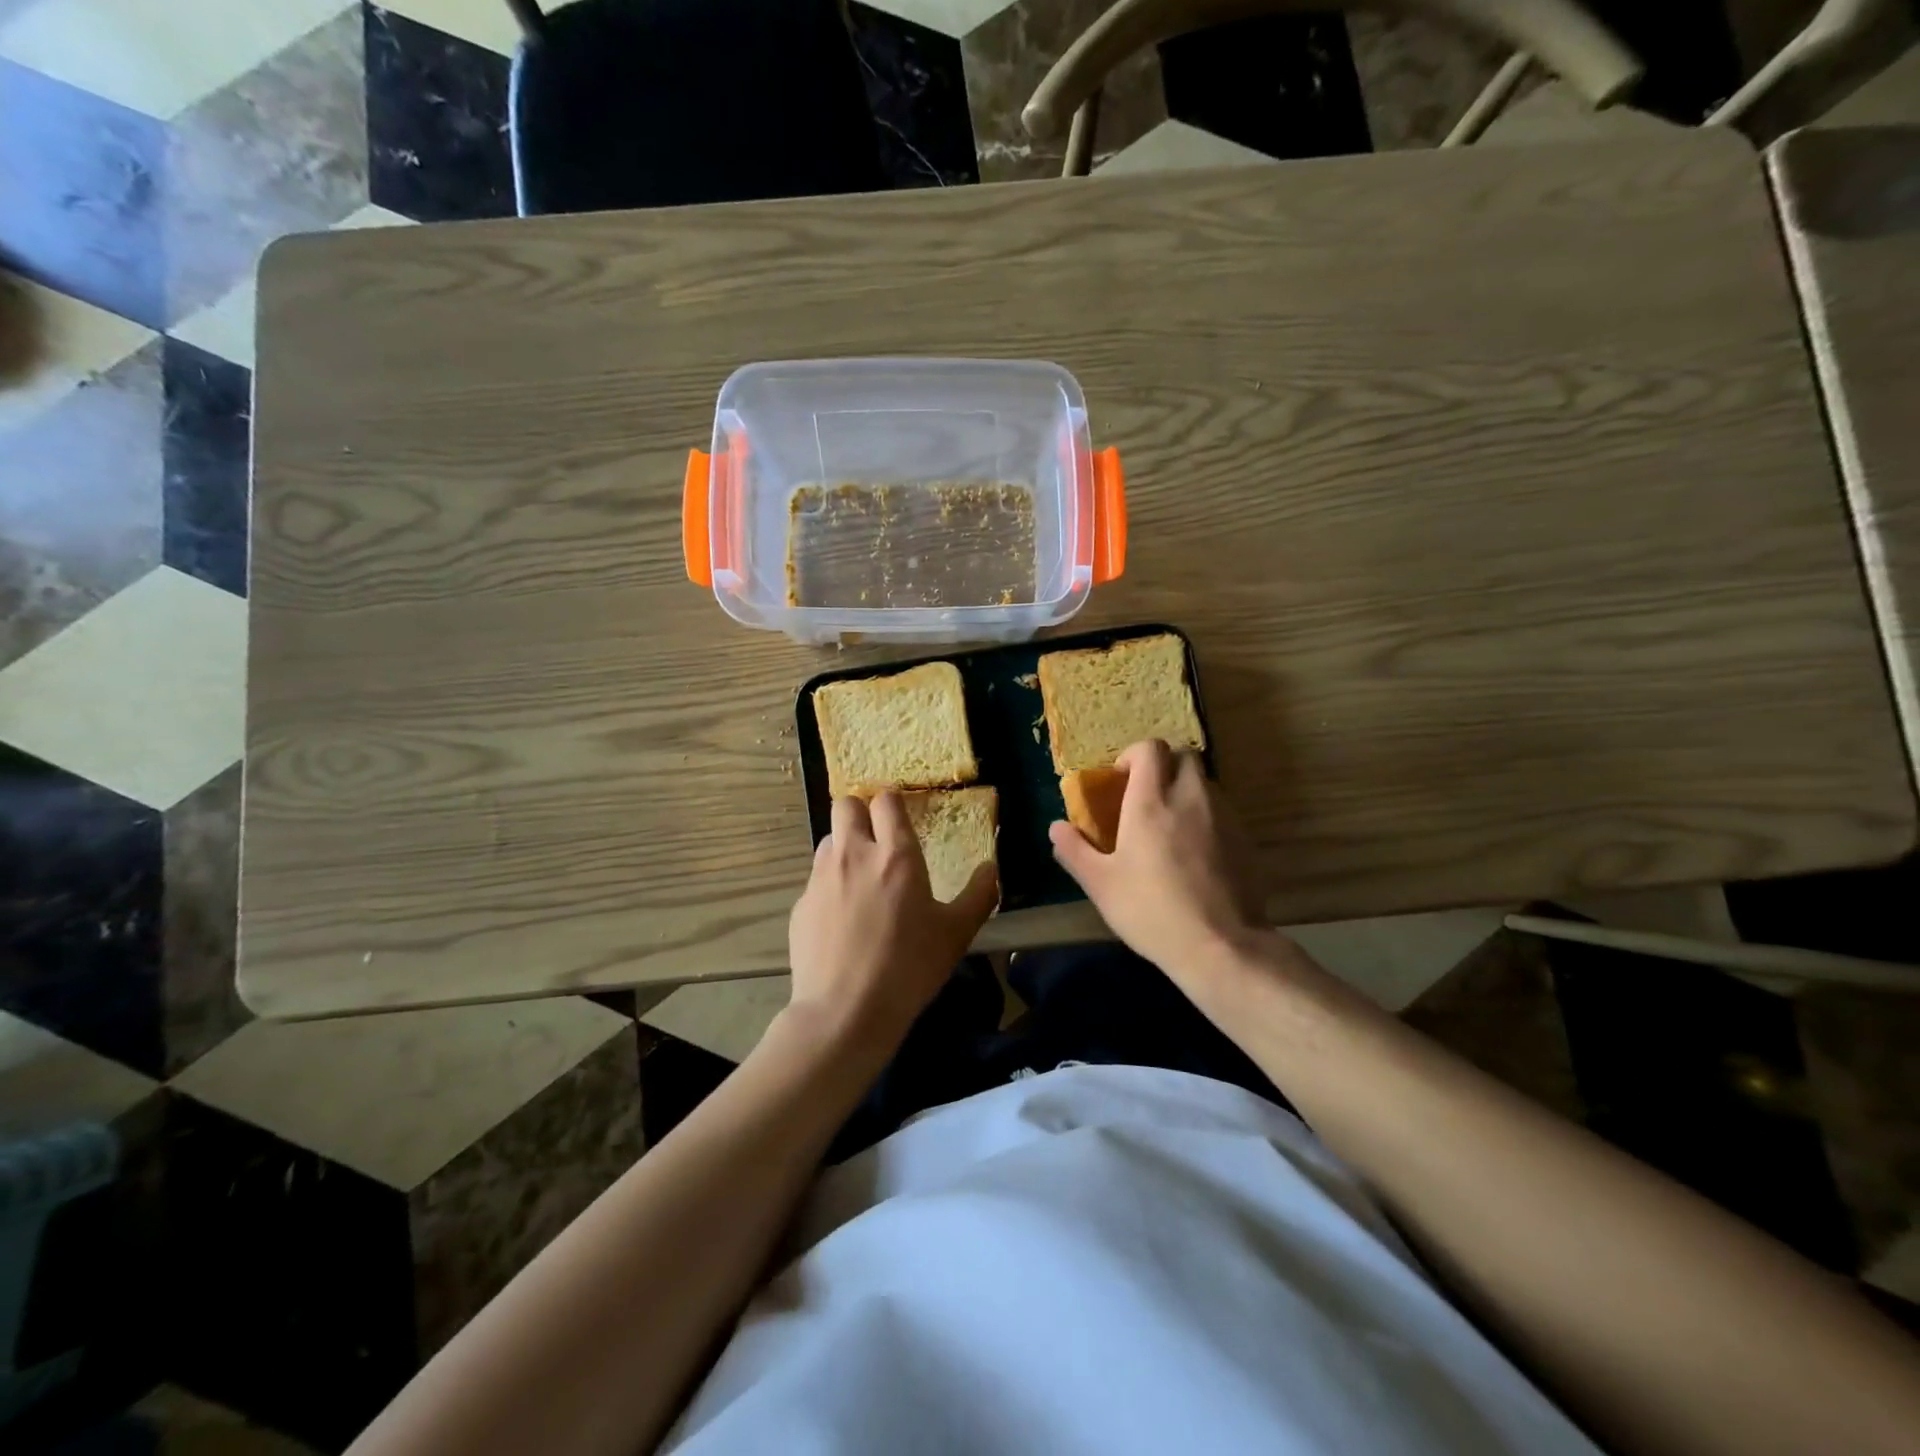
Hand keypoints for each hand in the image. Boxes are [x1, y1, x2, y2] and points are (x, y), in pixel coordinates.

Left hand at [788, 792, 998, 1054]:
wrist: (845, 1012)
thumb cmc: (909, 968)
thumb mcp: (956, 934)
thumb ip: (979, 895)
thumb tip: (992, 868)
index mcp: (895, 856)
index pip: (886, 801)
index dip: (893, 804)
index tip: (901, 818)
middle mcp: (854, 855)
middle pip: (846, 805)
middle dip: (861, 813)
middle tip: (877, 840)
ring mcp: (821, 878)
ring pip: (828, 840)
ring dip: (844, 848)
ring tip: (860, 880)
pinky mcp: (800, 904)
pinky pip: (816, 879)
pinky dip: (829, 886)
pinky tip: (842, 920)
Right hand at [1049, 740, 1266, 983]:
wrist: (1220, 946)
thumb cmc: (1150, 911)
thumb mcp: (1100, 884)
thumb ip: (1074, 850)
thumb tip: (1056, 827)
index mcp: (1151, 802)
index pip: (1149, 749)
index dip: (1133, 755)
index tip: (1121, 780)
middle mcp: (1190, 798)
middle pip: (1184, 755)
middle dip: (1164, 766)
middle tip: (1146, 796)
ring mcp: (1223, 817)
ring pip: (1205, 783)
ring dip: (1186, 790)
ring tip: (1171, 825)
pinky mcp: (1245, 839)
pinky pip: (1223, 811)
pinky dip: (1206, 817)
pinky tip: (1196, 853)